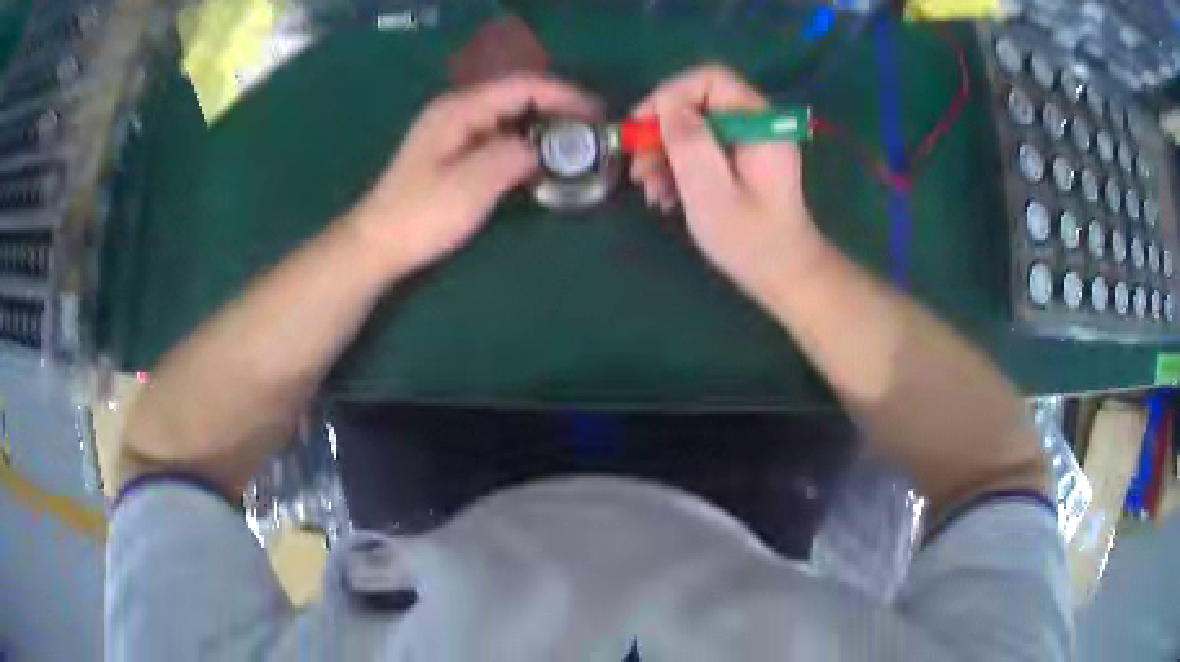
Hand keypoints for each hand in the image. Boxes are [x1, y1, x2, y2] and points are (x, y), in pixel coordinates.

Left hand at [350, 73, 599, 278]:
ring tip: (574, 146)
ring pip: (510, 116)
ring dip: (542, 127)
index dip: (564, 95)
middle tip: (591, 131)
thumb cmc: (421, 215)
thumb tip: (540, 149)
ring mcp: (454, 131)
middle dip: (558, 109)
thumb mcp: (472, 184)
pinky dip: (524, 143)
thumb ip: (513, 156)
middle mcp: (458, 110)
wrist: (378, 243)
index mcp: (460, 109)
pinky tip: (539, 161)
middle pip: (518, 96)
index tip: (597, 113)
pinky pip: (499, 135)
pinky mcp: (453, 152)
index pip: (522, 86)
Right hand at [630, 65, 827, 297]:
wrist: (783, 275)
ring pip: (696, 128)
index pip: (709, 80)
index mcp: (758, 122)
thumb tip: (667, 105)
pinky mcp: (742, 161)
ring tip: (650, 191)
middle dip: (662, 132)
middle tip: (638, 168)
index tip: (641, 126)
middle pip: (698, 104)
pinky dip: (680, 169)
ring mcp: (750, 143)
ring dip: (665, 155)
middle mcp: (756, 124)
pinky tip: (666, 196)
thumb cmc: (750, 238)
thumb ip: (689, 141)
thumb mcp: (711, 190)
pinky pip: (704, 150)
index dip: (670, 95)